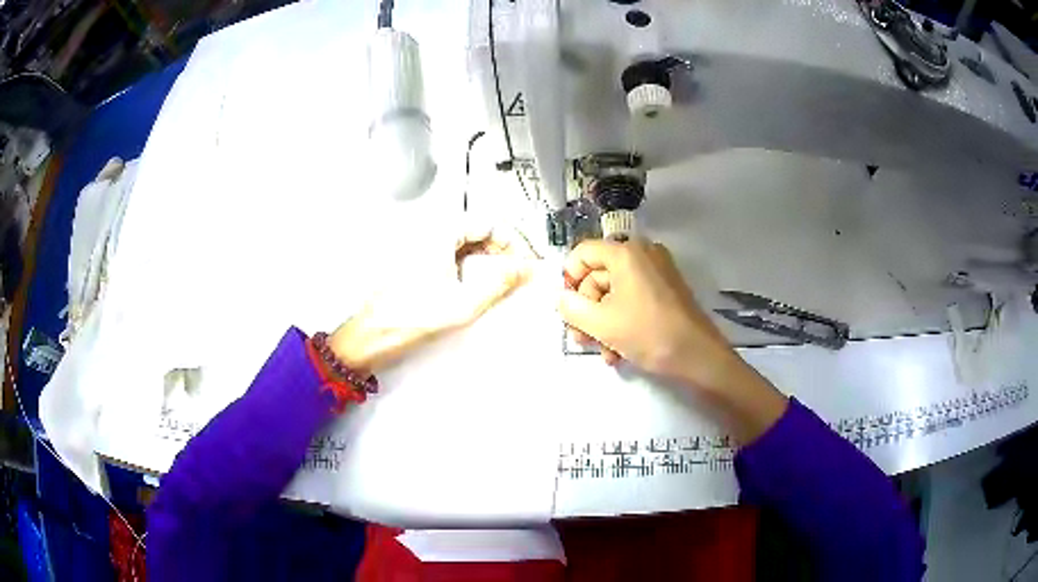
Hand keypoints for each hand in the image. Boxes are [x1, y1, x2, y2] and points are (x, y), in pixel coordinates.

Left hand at [328, 226, 534, 372]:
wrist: (373, 335)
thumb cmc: (408, 318)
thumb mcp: (464, 302)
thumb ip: (501, 282)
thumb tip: (526, 269)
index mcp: (440, 233)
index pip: (489, 222)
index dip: (512, 242)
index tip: (523, 262)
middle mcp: (430, 234)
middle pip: (478, 230)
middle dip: (502, 251)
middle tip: (515, 275)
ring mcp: (423, 248)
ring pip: (467, 244)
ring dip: (487, 260)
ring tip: (498, 285)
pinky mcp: (420, 262)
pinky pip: (453, 256)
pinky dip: (471, 267)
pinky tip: (475, 289)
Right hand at [558, 238, 786, 442]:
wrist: (698, 357)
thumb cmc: (648, 333)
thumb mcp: (600, 323)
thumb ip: (571, 307)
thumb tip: (562, 298)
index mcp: (625, 252)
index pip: (582, 254)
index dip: (568, 281)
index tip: (567, 310)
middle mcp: (642, 254)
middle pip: (598, 276)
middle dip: (587, 311)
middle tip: (582, 339)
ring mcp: (658, 272)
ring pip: (615, 293)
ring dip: (603, 323)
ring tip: (602, 353)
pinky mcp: (668, 290)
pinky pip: (634, 299)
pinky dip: (622, 322)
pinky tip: (618, 353)